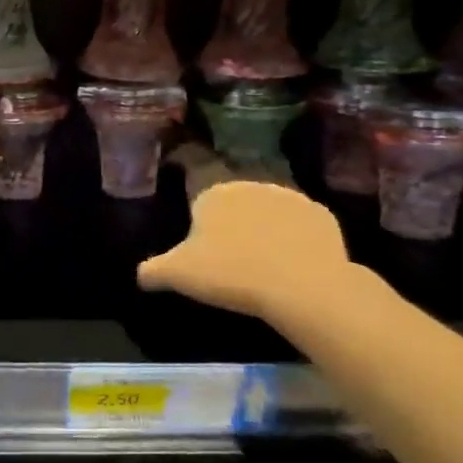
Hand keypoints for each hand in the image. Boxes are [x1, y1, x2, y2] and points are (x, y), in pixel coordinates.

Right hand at [136, 179, 349, 318]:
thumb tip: (140, 275)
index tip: (192, 216)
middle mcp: (248, 184)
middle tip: (225, 246)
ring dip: (263, 222)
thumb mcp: (178, 275)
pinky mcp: (321, 215)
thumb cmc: (230, 274)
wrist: (303, 287)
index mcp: (211, 192)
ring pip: (267, 206)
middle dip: (228, 213)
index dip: (191, 192)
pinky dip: (295, 235)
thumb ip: (153, 270)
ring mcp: (288, 197)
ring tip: (260, 255)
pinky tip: (292, 260)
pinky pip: (300, 223)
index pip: (193, 175)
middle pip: (232, 194)